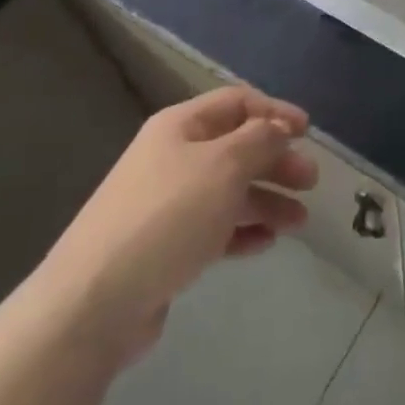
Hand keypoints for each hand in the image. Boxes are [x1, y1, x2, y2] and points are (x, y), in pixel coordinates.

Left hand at [34, 86, 319, 364]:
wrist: (94, 303)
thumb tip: (278, 128)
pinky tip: (266, 243)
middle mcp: (172, 158)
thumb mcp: (223, 166)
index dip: (275, 112)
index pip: (237, 102)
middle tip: (310, 182)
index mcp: (180, 126)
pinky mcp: (165, 247)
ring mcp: (166, 204)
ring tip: (299, 222)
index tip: (308, 133)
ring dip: (266, 200)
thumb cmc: (166, 217)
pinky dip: (242, 231)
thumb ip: (260, 140)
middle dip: (276, 161)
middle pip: (236, 147)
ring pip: (229, 191)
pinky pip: (214, 229)